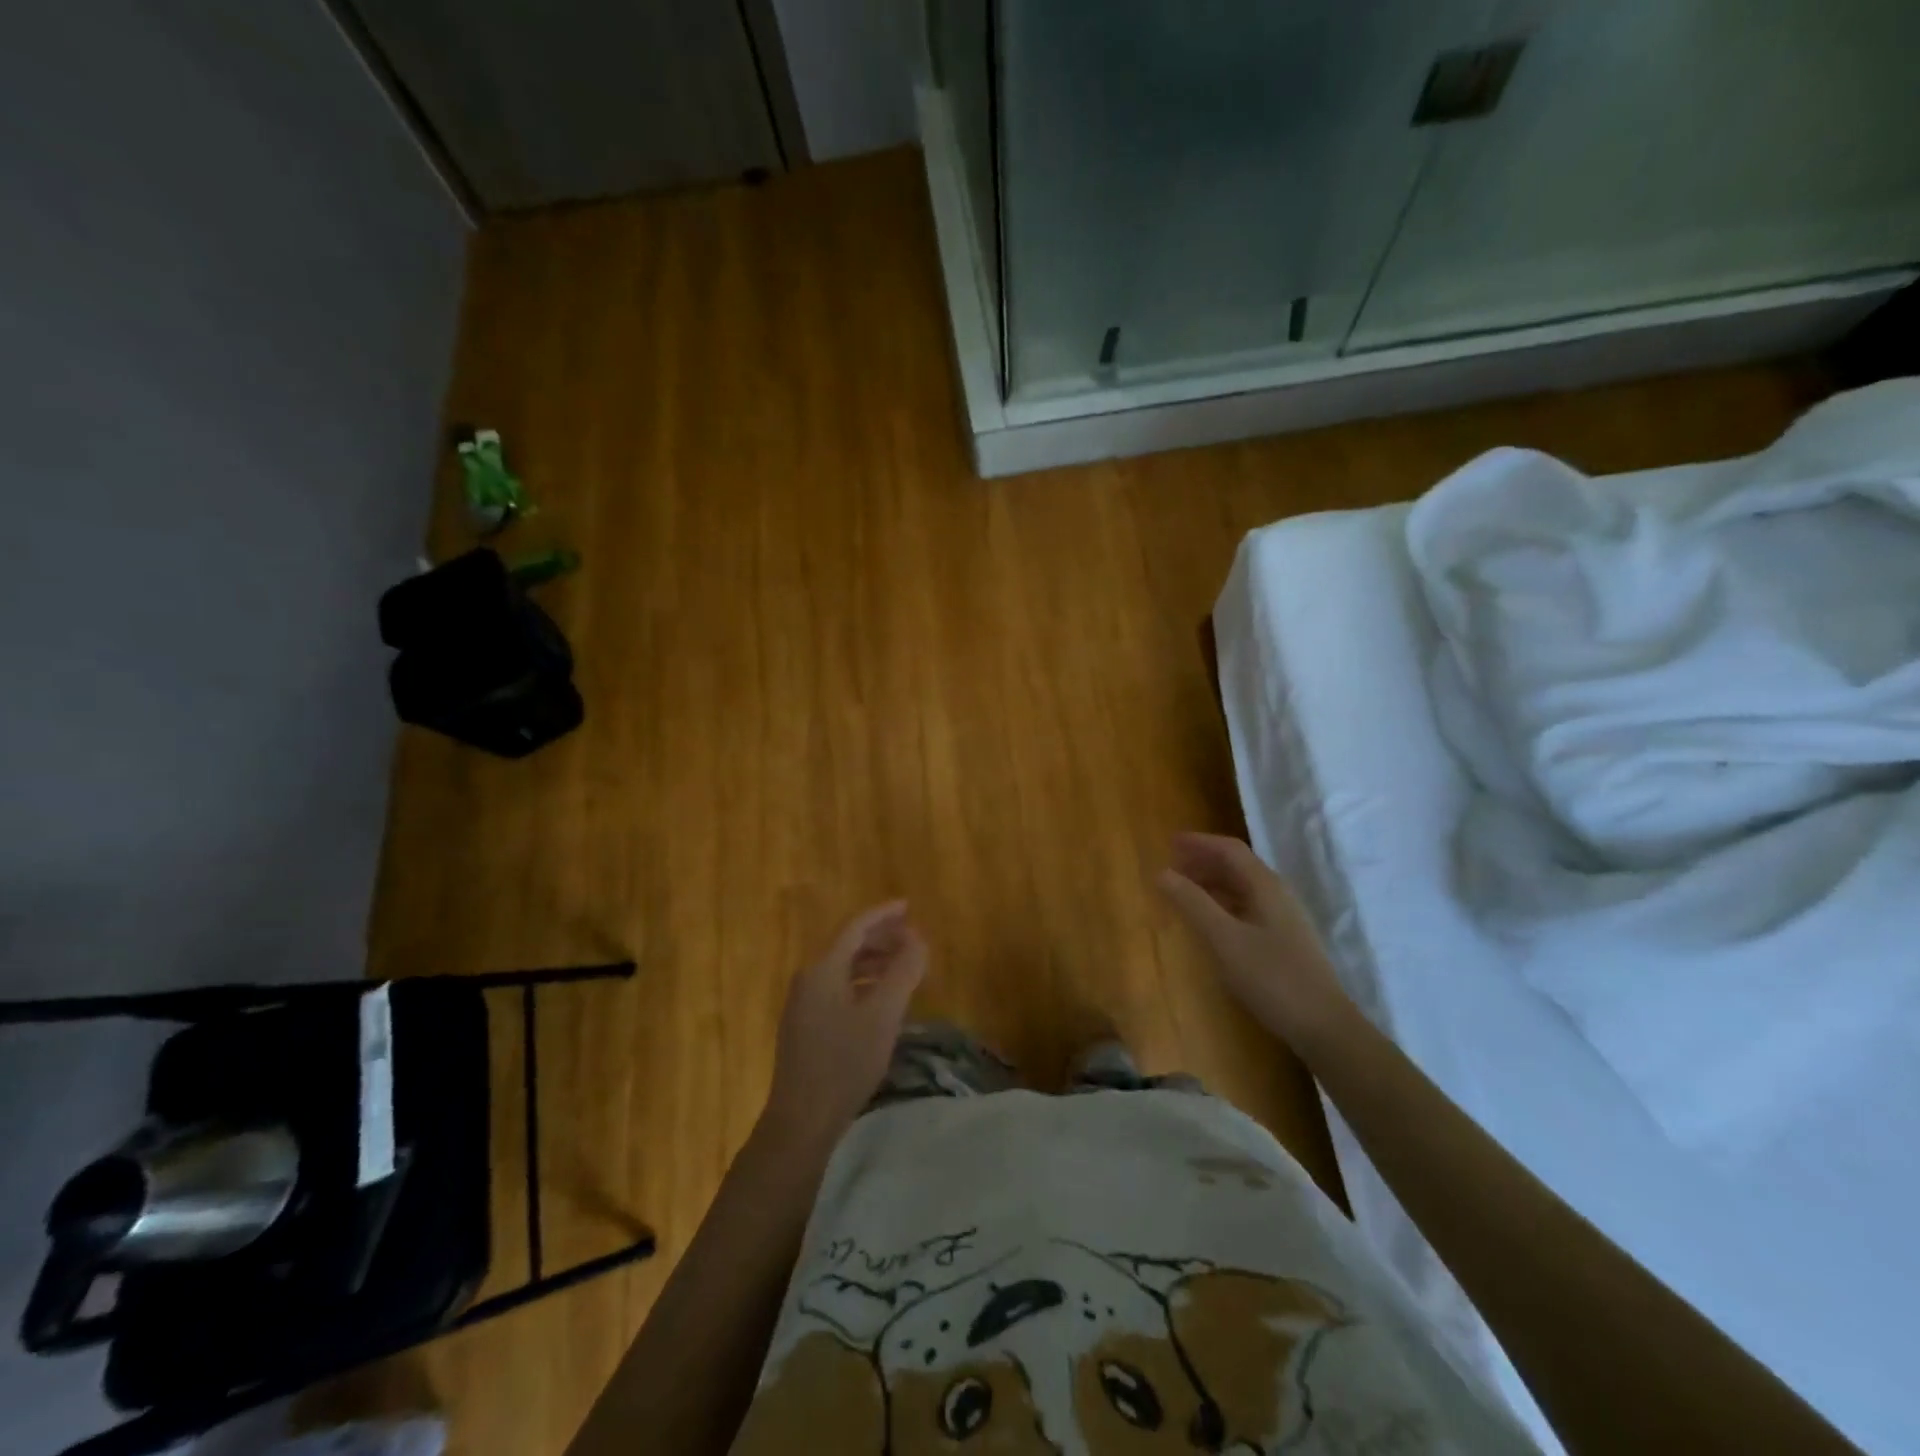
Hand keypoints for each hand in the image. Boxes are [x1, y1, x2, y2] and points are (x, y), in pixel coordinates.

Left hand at [763, 901, 926, 1146]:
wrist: (801, 1120)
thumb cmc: (844, 1062)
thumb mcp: (883, 1015)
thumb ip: (902, 972)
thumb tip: (918, 939)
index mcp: (823, 969)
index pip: (855, 927)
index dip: (883, 914)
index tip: (908, 906)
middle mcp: (809, 979)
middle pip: (848, 946)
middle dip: (881, 939)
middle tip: (912, 939)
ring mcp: (804, 1005)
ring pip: (843, 970)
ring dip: (874, 963)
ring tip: (903, 968)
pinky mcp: (805, 1027)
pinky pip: (838, 990)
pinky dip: (863, 985)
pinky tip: (881, 1001)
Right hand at [1157, 833, 1349, 1043]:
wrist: (1323, 1026)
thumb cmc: (1272, 978)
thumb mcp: (1225, 939)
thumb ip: (1193, 903)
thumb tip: (1162, 872)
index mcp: (1265, 886)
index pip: (1230, 850)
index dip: (1199, 843)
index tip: (1169, 843)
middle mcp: (1277, 894)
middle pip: (1237, 865)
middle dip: (1203, 861)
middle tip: (1171, 866)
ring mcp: (1283, 918)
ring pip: (1242, 887)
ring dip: (1212, 882)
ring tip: (1183, 891)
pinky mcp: (1284, 940)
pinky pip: (1247, 907)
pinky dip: (1222, 903)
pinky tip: (1209, 921)